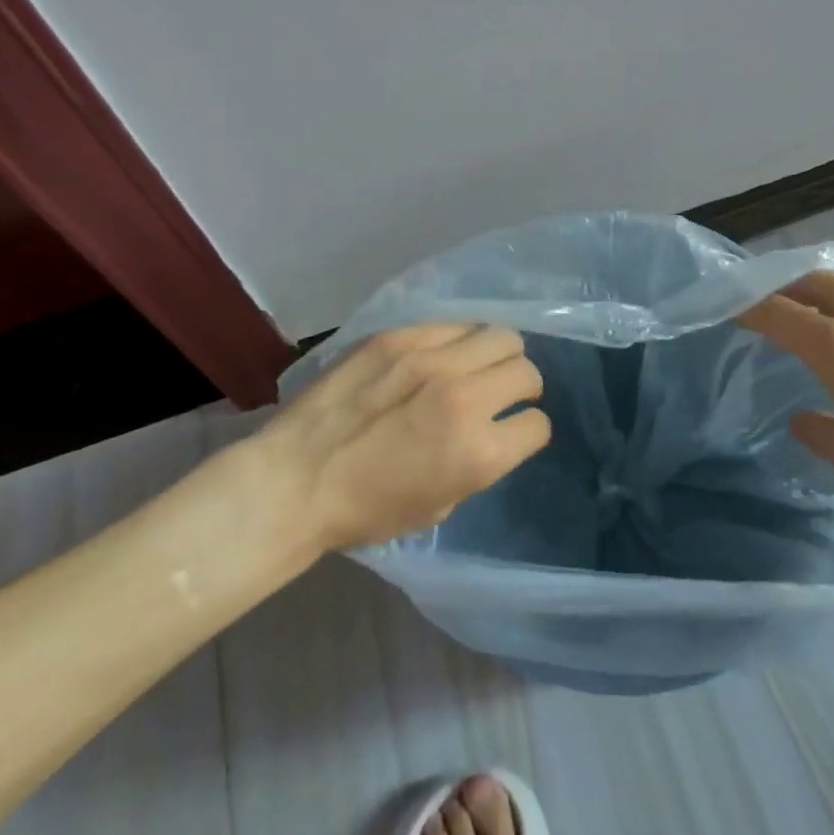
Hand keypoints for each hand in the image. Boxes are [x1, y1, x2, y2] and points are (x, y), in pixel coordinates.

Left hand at [253, 324, 550, 553]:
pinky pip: (453, 324)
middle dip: (522, 385)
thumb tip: (490, 430)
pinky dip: (458, 342)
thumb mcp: (439, 505)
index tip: (513, 431)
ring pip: (499, 335)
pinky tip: (439, 356)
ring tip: (476, 366)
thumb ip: (477, 462)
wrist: (295, 479)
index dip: (527, 431)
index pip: (538, 424)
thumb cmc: (366, 509)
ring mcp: (433, 358)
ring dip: (496, 355)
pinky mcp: (402, 336)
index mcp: (479, 451)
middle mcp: (466, 396)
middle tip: (501, 394)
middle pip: (526, 369)